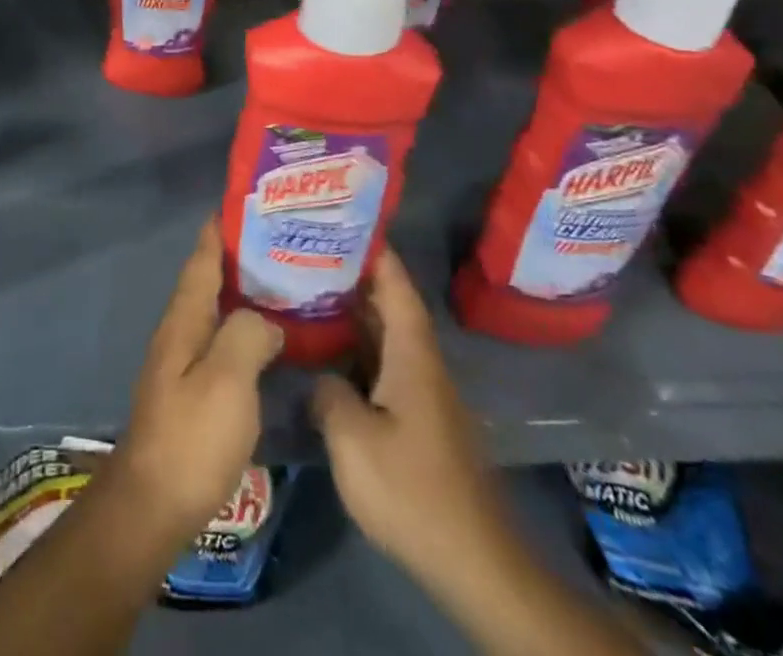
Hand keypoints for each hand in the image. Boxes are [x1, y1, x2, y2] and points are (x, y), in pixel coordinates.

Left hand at [101, 219, 283, 556]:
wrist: (154, 504)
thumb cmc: (191, 436)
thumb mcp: (227, 380)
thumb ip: (247, 335)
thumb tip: (265, 319)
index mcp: (184, 319)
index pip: (202, 259)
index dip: (220, 229)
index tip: (245, 203)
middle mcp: (180, 331)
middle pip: (209, 280)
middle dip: (239, 257)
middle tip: (282, 242)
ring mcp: (184, 362)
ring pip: (217, 311)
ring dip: (244, 292)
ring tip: (285, 282)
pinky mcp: (193, 391)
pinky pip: (223, 342)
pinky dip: (245, 328)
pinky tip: (270, 339)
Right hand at [310, 247, 515, 593]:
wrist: (474, 562)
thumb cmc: (413, 490)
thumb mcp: (354, 441)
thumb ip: (329, 394)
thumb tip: (321, 376)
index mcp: (413, 355)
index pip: (396, 285)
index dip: (374, 250)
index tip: (344, 220)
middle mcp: (421, 365)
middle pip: (389, 305)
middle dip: (354, 275)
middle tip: (308, 251)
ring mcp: (422, 394)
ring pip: (385, 337)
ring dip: (353, 313)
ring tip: (308, 290)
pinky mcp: (418, 421)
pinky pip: (383, 366)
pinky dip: (357, 349)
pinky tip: (327, 353)